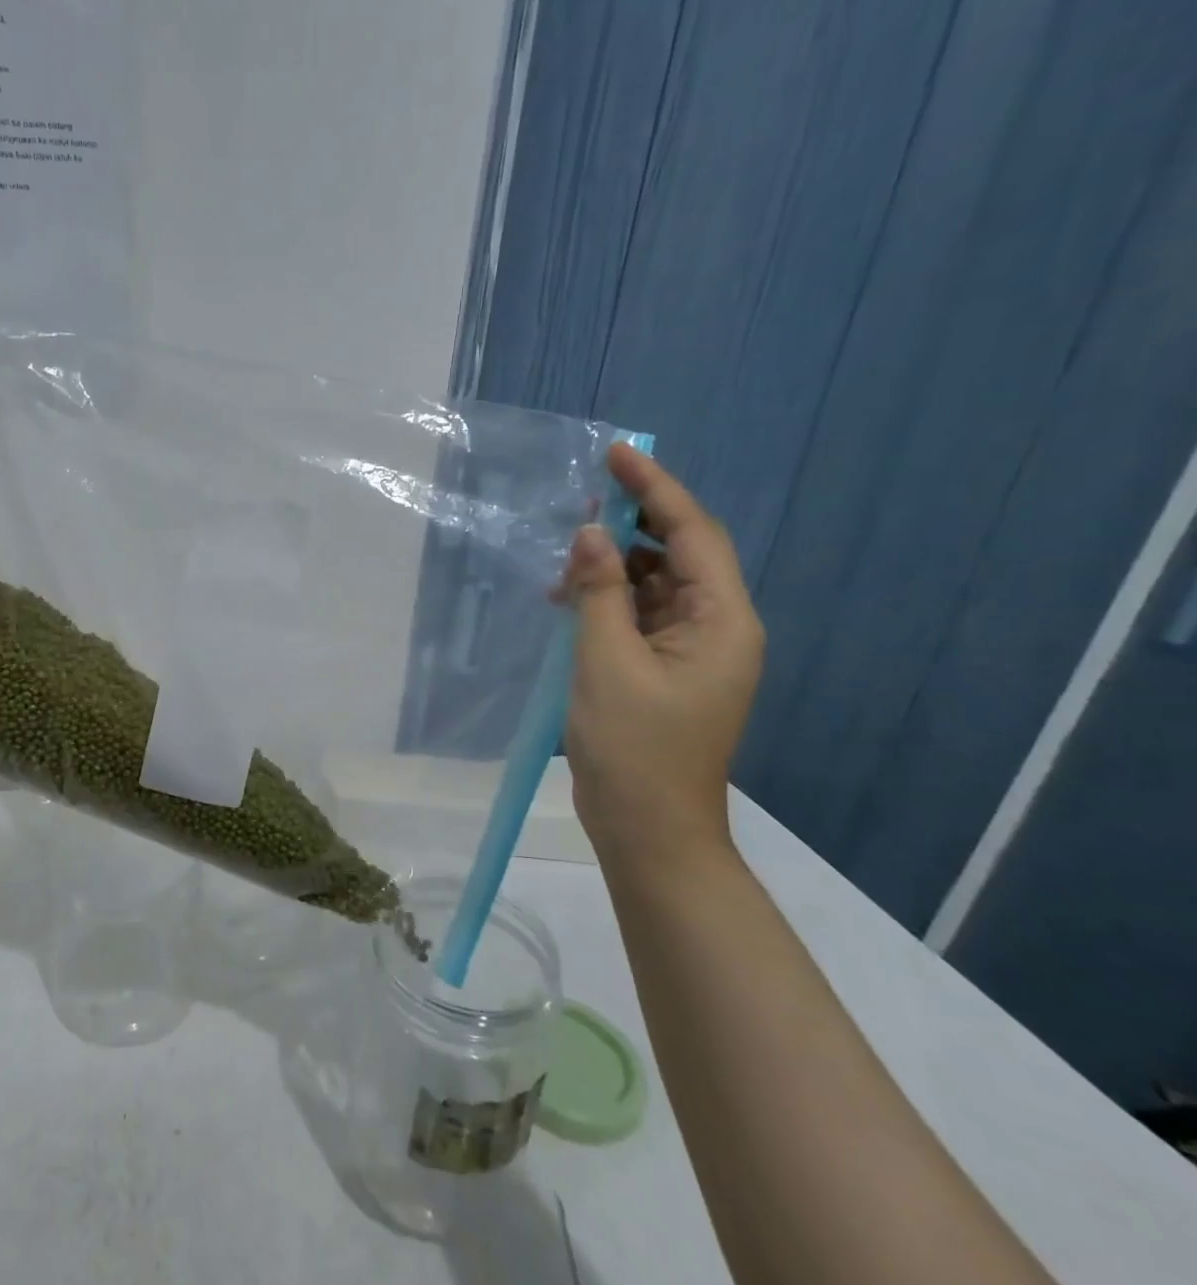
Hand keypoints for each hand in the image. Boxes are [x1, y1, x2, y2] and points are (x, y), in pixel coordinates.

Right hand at [562, 444, 763, 861]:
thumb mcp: (606, 663)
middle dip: (629, 527)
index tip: (617, 454)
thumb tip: (588, 535)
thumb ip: (599, 593)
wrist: (649, 830)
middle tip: (577, 505)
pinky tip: (569, 602)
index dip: (655, 489)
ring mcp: (692, 652)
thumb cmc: (633, 748)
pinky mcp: (666, 671)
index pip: (693, 534)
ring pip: (655, 587)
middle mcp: (717, 627)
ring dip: (612, 569)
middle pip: (678, 555)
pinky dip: (608, 602)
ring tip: (561, 564)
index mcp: (722, 620)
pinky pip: (640, 618)